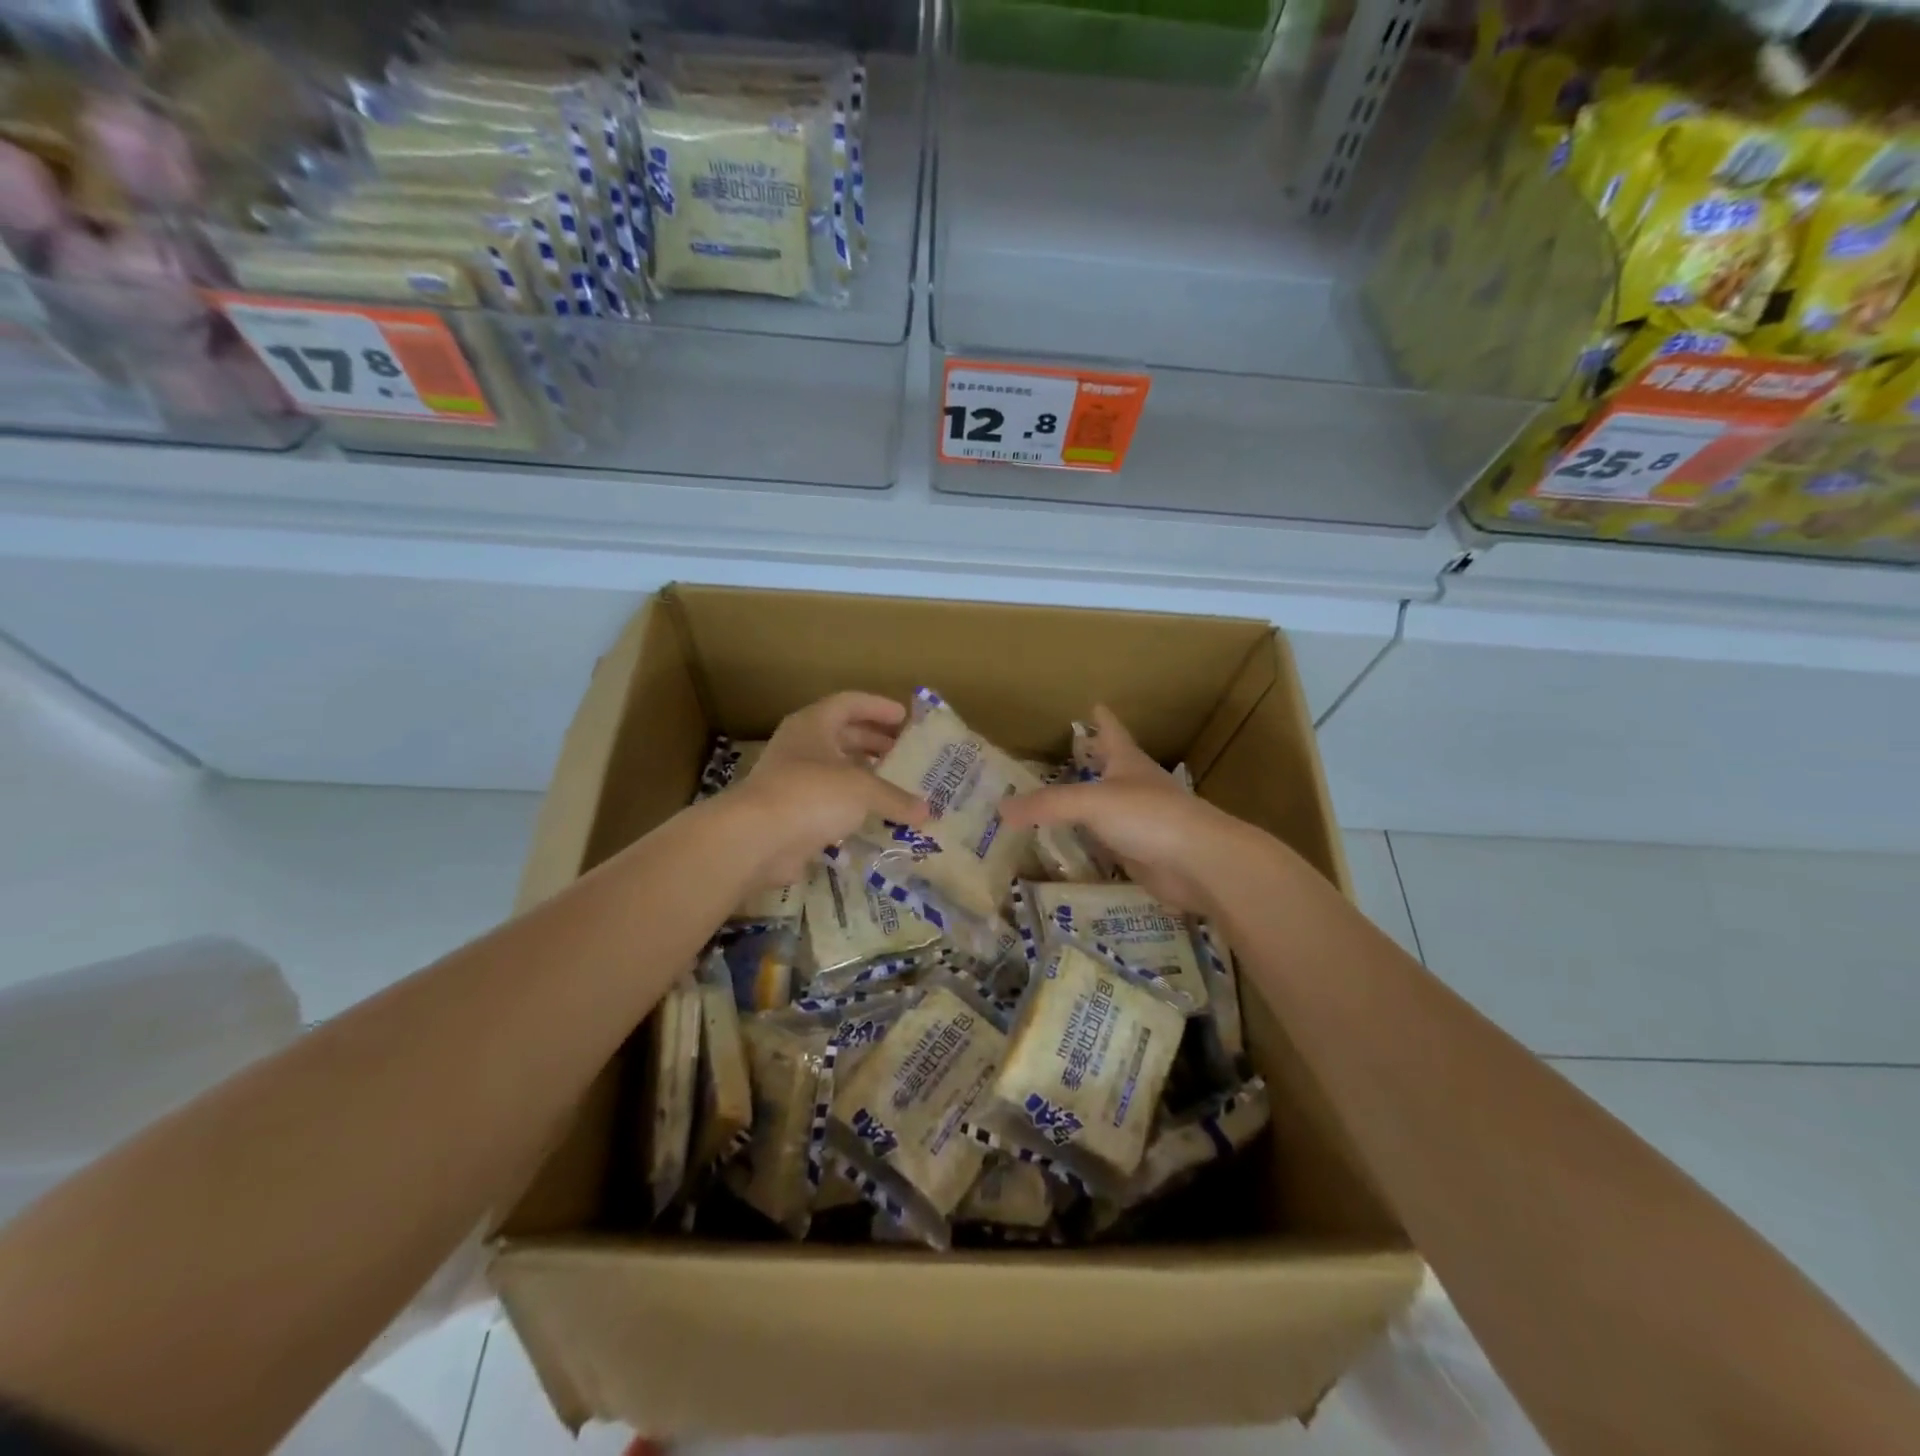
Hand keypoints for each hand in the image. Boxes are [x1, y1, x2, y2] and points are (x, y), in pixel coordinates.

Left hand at [725, 692, 928, 891]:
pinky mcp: (792, 812)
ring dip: (865, 775)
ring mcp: (793, 780)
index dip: (878, 707)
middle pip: (843, 735)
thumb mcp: (862, 790)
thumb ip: (896, 797)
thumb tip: (928, 813)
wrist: (757, 839)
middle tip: (905, 752)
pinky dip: (852, 806)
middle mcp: (801, 746)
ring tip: (896, 784)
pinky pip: (829, 802)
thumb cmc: (811, 794)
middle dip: (875, 742)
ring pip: (835, 770)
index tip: (906, 718)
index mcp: (813, 724)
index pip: (850, 703)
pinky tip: (876, 816)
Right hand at [1000, 705, 1255, 915]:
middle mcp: (1134, 788)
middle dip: (1091, 760)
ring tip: (1057, 800)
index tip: (1094, 704)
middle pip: (1110, 768)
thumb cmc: (1149, 816)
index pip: (1112, 732)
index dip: (1102, 719)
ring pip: (1105, 807)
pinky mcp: (1139, 853)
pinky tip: (1071, 844)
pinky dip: (1088, 841)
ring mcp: (1139, 822)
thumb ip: (1047, 804)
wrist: (1199, 864)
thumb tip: (1000, 809)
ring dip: (1086, 803)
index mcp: (1128, 763)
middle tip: (1066, 754)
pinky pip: (1106, 843)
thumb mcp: (1092, 802)